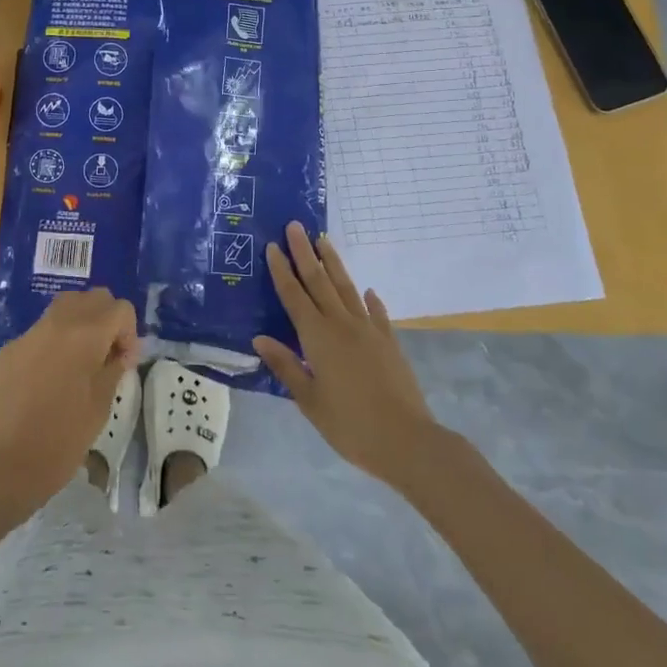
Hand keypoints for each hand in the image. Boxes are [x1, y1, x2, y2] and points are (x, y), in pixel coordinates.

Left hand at [0, 288, 139, 511]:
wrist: (10, 462)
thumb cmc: (65, 437)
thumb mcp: (103, 402)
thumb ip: (115, 365)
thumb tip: (120, 351)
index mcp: (85, 334)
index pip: (120, 308)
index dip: (129, 332)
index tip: (124, 362)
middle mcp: (57, 322)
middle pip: (93, 297)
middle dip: (106, 319)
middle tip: (107, 354)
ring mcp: (30, 333)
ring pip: (65, 305)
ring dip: (81, 322)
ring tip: (81, 358)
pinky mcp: (11, 348)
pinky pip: (41, 330)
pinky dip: (55, 340)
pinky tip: (51, 375)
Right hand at [255, 223, 438, 490]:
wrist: (407, 440)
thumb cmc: (350, 424)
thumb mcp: (309, 400)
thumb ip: (286, 366)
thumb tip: (259, 338)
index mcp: (317, 337)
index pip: (294, 296)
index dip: (282, 270)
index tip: (273, 246)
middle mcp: (341, 324)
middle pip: (319, 281)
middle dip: (305, 253)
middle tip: (295, 226)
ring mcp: (369, 330)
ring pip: (346, 288)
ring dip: (333, 263)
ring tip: (323, 240)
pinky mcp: (389, 342)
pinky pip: (376, 313)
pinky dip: (369, 299)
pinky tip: (367, 291)